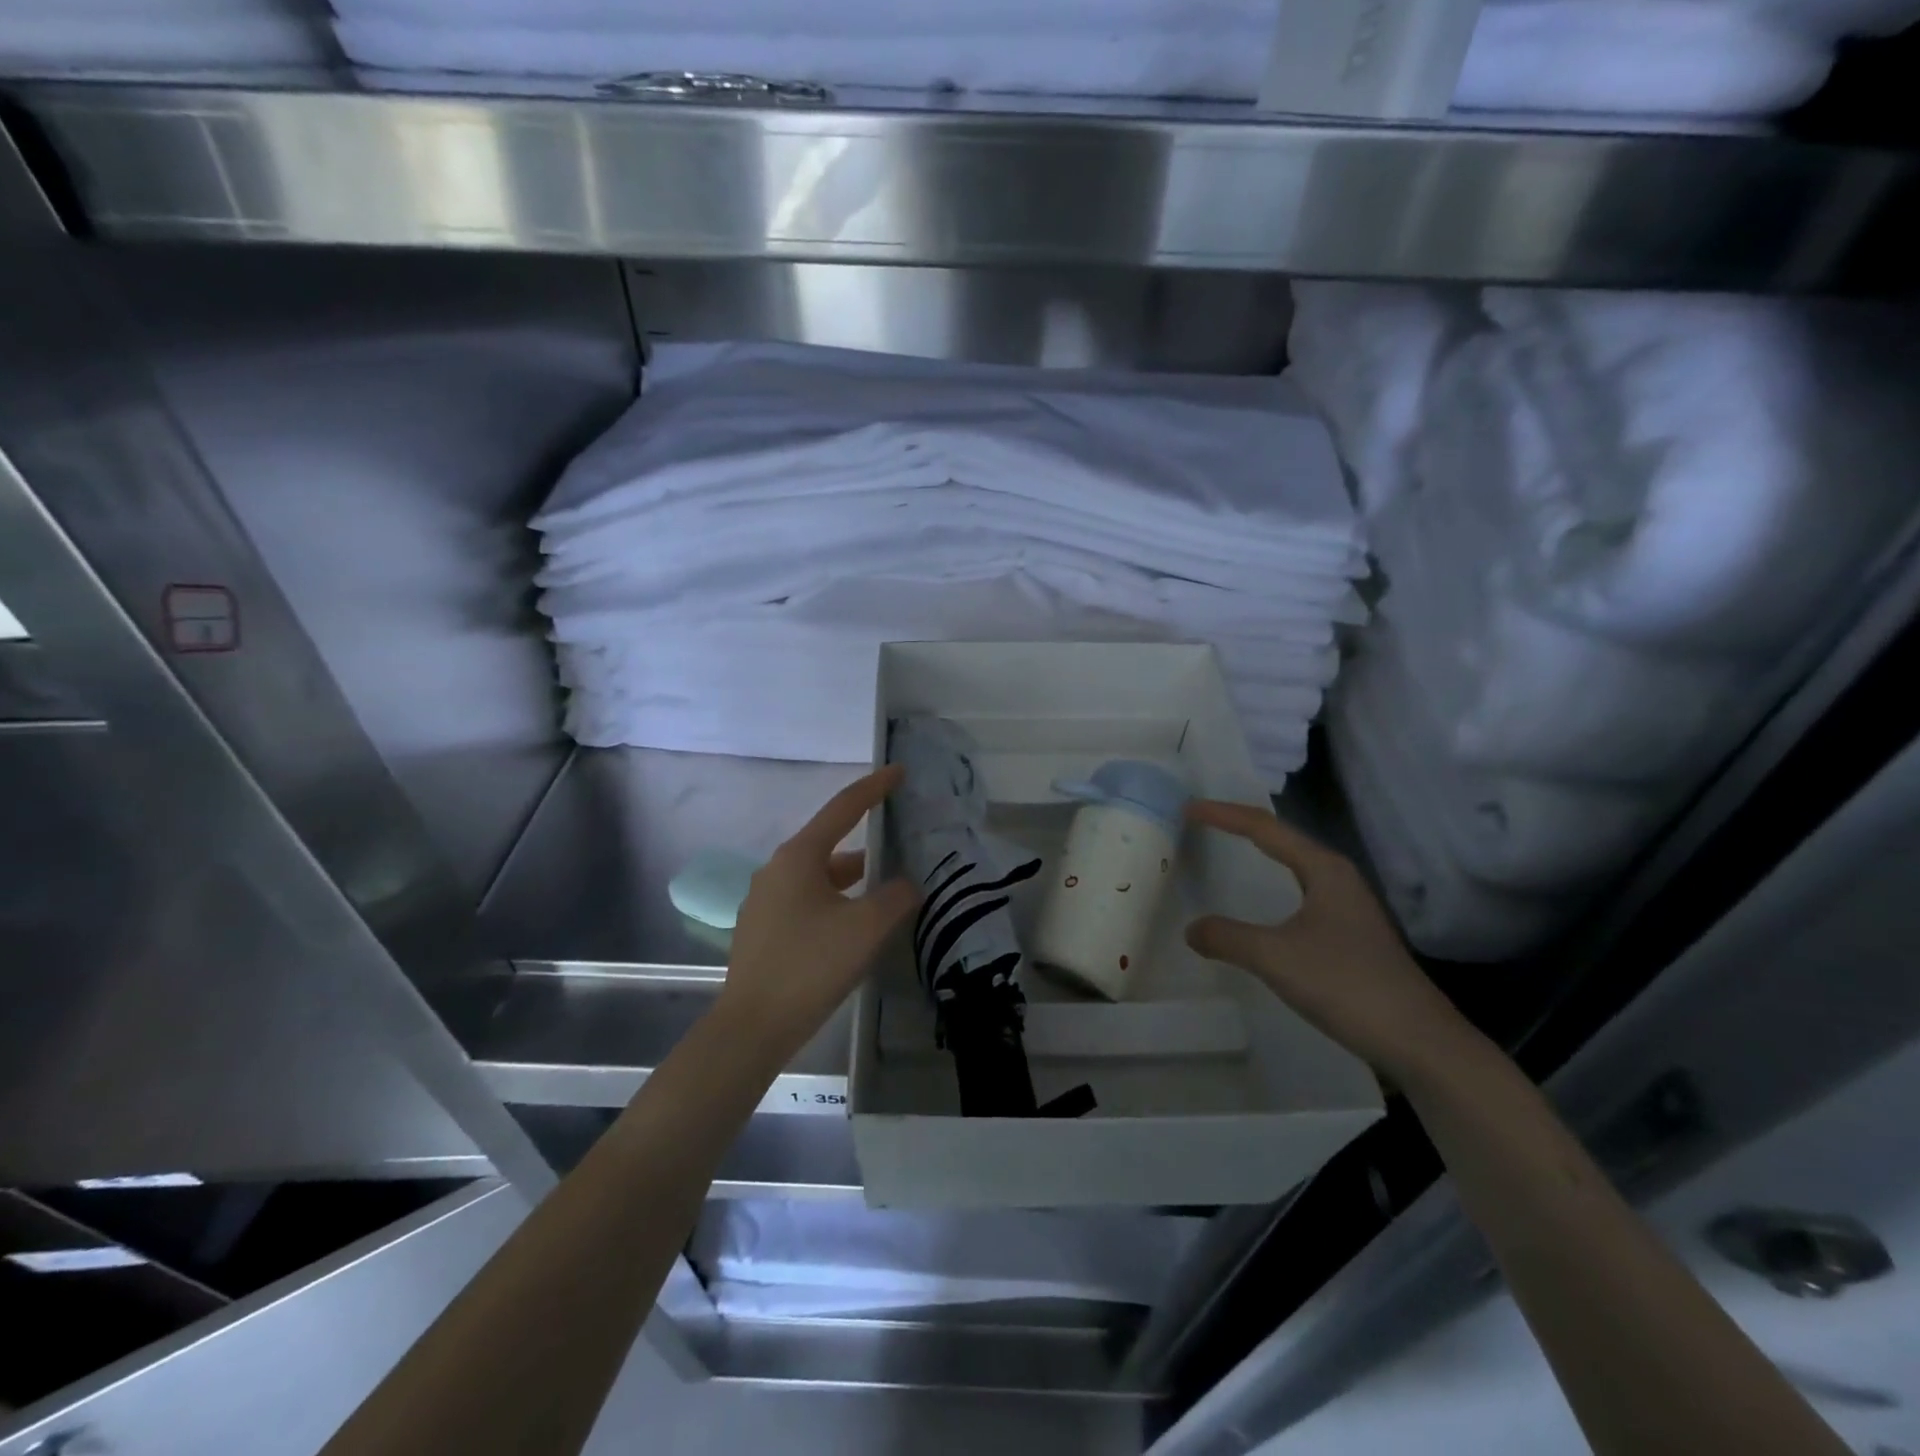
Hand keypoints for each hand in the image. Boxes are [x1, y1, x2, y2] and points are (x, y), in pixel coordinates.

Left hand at [716, 766, 919, 1064]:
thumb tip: (907, 884)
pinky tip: (854, 925)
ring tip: (887, 890)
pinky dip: (835, 901)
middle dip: (867, 841)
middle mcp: (777, 869)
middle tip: (901, 842)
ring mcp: (765, 900)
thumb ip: (896, 897)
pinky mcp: (763, 929)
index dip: (874, 787)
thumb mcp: (866, 928)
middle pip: (830, 843)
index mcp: (799, 857)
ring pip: (819, 876)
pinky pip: (807, 901)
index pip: (843, 808)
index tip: (899, 771)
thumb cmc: (811, 966)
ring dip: (852, 878)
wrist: (752, 1027)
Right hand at [1183, 800, 1472, 1083]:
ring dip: (1258, 855)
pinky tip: (1261, 907)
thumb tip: (1191, 930)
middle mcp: (1338, 878)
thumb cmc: (1346, 984)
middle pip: (1282, 839)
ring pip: (1293, 867)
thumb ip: (1227, 937)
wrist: (1418, 1042)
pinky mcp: (1349, 935)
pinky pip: (1299, 893)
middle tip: (1202, 822)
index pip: (1265, 828)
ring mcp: (1347, 907)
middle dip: (1241, 826)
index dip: (1224, 815)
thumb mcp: (1275, 957)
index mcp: (1324, 869)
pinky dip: (1271, 887)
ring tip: (1225, 849)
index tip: (1188, 809)